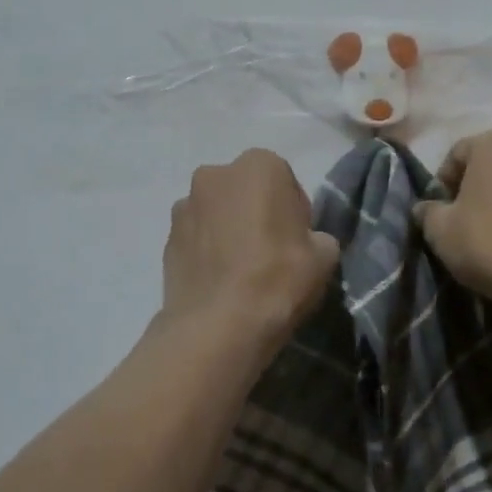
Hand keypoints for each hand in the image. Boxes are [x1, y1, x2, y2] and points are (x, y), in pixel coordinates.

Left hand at [163, 150, 339, 342]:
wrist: (218, 326)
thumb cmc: (278, 279)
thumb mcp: (324, 257)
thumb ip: (317, 237)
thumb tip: (307, 242)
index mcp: (258, 166)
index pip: (284, 181)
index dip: (294, 212)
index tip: (297, 241)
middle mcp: (214, 174)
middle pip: (245, 191)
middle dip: (256, 213)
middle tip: (270, 254)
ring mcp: (184, 206)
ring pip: (216, 214)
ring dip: (227, 231)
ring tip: (240, 272)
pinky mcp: (166, 239)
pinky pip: (196, 239)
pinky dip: (207, 252)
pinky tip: (219, 283)